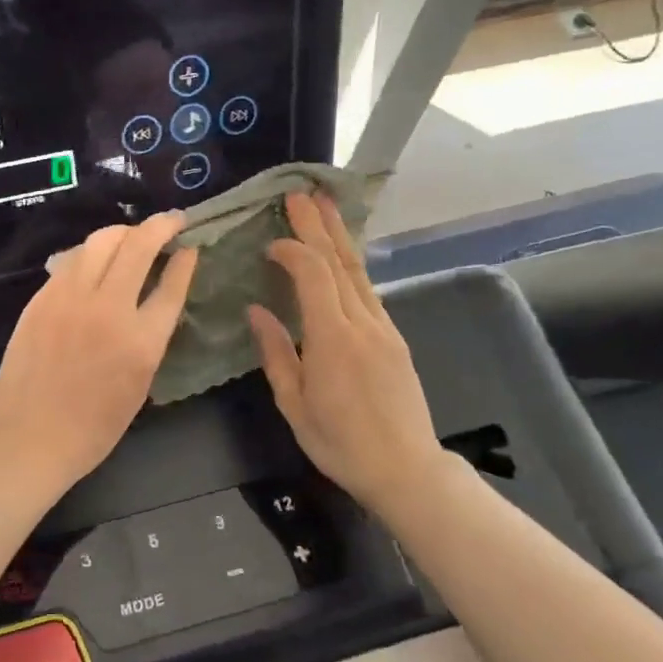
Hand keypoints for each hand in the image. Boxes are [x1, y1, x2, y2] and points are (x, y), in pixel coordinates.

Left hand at [0, 212, 197, 491]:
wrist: (29, 437)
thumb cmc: (92, 427)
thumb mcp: (140, 385)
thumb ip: (151, 337)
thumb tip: (156, 300)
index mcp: (142, 340)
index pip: (172, 283)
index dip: (185, 259)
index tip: (190, 246)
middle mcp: (109, 309)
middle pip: (139, 246)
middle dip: (161, 225)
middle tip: (172, 221)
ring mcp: (70, 298)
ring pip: (101, 241)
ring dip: (124, 232)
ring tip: (133, 237)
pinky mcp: (42, 298)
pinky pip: (72, 260)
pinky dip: (91, 252)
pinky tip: (95, 260)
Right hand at [248, 193, 448, 512]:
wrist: (406, 469)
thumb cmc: (340, 443)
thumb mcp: (294, 404)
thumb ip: (275, 353)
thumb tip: (256, 310)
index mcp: (333, 339)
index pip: (313, 275)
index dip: (293, 249)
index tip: (269, 242)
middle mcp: (363, 323)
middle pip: (340, 261)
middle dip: (319, 224)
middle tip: (300, 192)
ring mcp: (384, 327)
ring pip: (358, 271)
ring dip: (339, 236)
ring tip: (323, 206)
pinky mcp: (394, 337)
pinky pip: (368, 290)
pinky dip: (350, 264)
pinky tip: (341, 255)